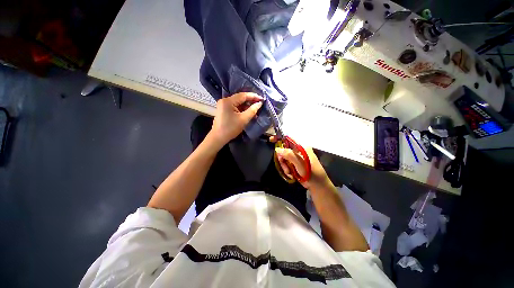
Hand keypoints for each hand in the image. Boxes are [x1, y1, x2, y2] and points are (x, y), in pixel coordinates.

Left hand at [210, 92, 262, 146]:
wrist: (218, 137)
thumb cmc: (231, 129)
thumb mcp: (244, 119)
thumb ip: (252, 110)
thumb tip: (259, 103)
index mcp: (228, 101)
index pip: (243, 95)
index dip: (253, 96)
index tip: (262, 99)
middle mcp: (225, 100)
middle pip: (240, 98)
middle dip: (250, 101)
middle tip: (259, 104)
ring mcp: (223, 104)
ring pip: (238, 102)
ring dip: (246, 106)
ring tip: (255, 110)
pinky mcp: (224, 109)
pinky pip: (235, 106)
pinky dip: (242, 109)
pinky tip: (248, 112)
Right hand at [270, 136, 330, 189]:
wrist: (318, 186)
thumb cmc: (312, 174)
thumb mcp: (300, 164)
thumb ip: (289, 155)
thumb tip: (277, 149)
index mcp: (302, 147)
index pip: (289, 139)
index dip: (279, 139)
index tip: (270, 140)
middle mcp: (300, 151)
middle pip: (284, 150)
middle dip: (283, 160)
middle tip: (286, 168)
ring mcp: (298, 157)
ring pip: (284, 158)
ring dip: (285, 166)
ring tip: (290, 173)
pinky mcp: (296, 163)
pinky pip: (287, 163)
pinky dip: (287, 169)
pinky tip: (291, 174)